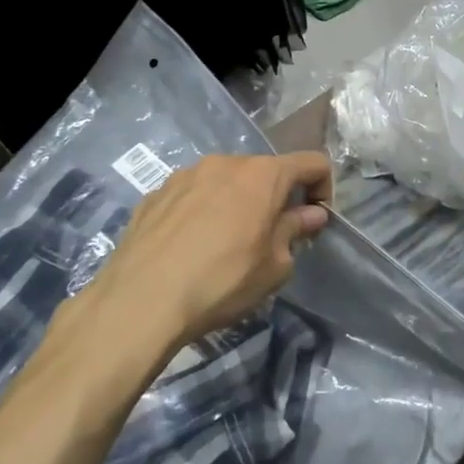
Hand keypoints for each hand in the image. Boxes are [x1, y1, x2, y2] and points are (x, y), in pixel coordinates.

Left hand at [85, 152, 332, 350]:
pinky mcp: (156, 193)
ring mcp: (186, 174)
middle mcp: (225, 162)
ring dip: (238, 203)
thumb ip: (295, 231)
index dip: (323, 188)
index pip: (311, 163)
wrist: (140, 301)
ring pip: (226, 181)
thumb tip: (310, 215)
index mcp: (263, 175)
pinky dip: (204, 211)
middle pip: (266, 171)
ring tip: (227, 243)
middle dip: (277, 198)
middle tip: (272, 238)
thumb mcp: (274, 266)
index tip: (315, 221)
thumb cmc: (222, 281)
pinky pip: (193, 194)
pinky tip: (192, 247)